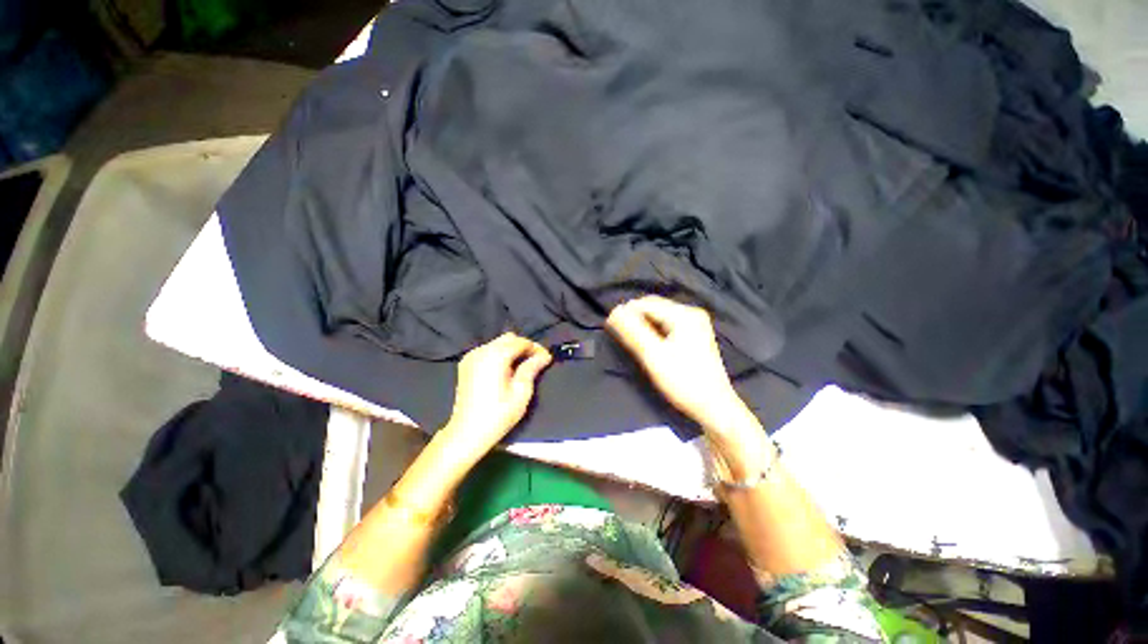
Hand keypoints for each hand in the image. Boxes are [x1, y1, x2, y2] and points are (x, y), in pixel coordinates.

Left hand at [442, 333, 552, 459]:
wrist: (466, 433)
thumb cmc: (497, 415)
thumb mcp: (521, 393)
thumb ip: (531, 369)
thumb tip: (544, 356)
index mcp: (495, 356)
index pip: (521, 342)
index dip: (536, 348)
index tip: (547, 359)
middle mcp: (481, 351)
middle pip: (508, 338)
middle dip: (524, 347)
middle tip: (536, 362)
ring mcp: (471, 356)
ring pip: (498, 343)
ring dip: (512, 350)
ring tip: (522, 367)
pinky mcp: (466, 364)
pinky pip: (487, 350)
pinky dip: (500, 354)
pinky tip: (506, 370)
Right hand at [606, 296, 754, 434]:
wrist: (714, 407)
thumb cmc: (683, 381)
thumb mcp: (654, 356)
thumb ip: (633, 332)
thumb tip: (614, 312)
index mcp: (684, 315)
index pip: (647, 303)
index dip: (626, 311)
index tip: (609, 324)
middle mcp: (691, 313)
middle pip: (655, 307)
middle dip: (635, 317)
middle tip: (618, 332)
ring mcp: (695, 324)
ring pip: (660, 316)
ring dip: (643, 324)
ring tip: (630, 338)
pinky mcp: (694, 335)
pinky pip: (667, 325)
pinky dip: (654, 330)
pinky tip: (647, 342)